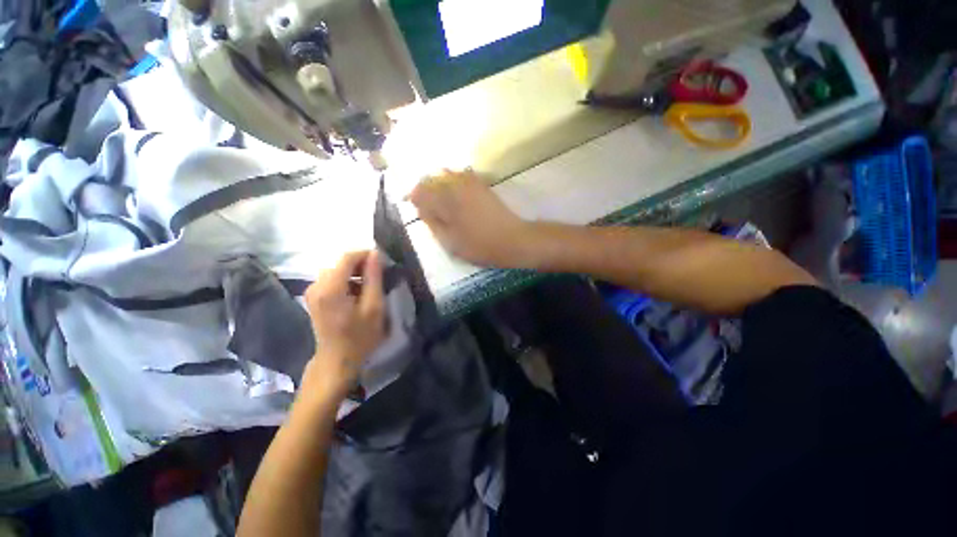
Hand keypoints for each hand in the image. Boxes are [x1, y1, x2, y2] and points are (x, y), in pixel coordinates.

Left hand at [302, 251, 385, 402]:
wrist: (337, 361)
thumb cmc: (360, 336)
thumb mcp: (374, 306)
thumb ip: (374, 278)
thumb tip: (376, 254)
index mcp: (331, 288)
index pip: (347, 257)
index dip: (366, 254)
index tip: (383, 261)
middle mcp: (316, 285)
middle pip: (341, 263)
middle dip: (362, 264)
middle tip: (380, 275)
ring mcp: (312, 292)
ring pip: (337, 271)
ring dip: (355, 273)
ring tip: (371, 285)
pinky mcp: (314, 298)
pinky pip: (332, 280)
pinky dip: (347, 281)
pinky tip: (358, 293)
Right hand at [408, 169, 537, 267]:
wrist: (513, 239)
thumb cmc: (480, 245)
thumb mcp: (450, 241)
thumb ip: (432, 222)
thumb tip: (421, 208)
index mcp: (446, 200)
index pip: (420, 190)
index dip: (414, 198)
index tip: (415, 208)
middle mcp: (457, 185)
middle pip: (432, 179)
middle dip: (425, 190)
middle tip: (427, 207)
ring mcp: (471, 183)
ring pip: (446, 175)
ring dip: (438, 185)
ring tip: (440, 202)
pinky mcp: (482, 185)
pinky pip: (461, 176)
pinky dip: (453, 182)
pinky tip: (455, 195)